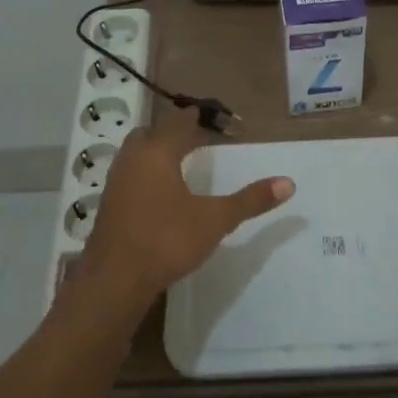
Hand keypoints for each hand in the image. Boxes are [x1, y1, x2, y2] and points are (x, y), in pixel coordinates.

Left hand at [77, 104, 295, 303]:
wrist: (114, 280)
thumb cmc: (166, 240)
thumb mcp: (215, 220)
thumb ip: (250, 200)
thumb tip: (288, 183)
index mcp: (157, 152)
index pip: (178, 122)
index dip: (198, 117)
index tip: (215, 119)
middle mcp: (132, 159)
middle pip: (152, 133)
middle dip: (173, 133)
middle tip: (197, 140)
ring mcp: (116, 182)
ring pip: (136, 155)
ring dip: (157, 154)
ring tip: (181, 166)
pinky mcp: (108, 205)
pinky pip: (130, 176)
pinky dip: (146, 175)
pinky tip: (161, 196)